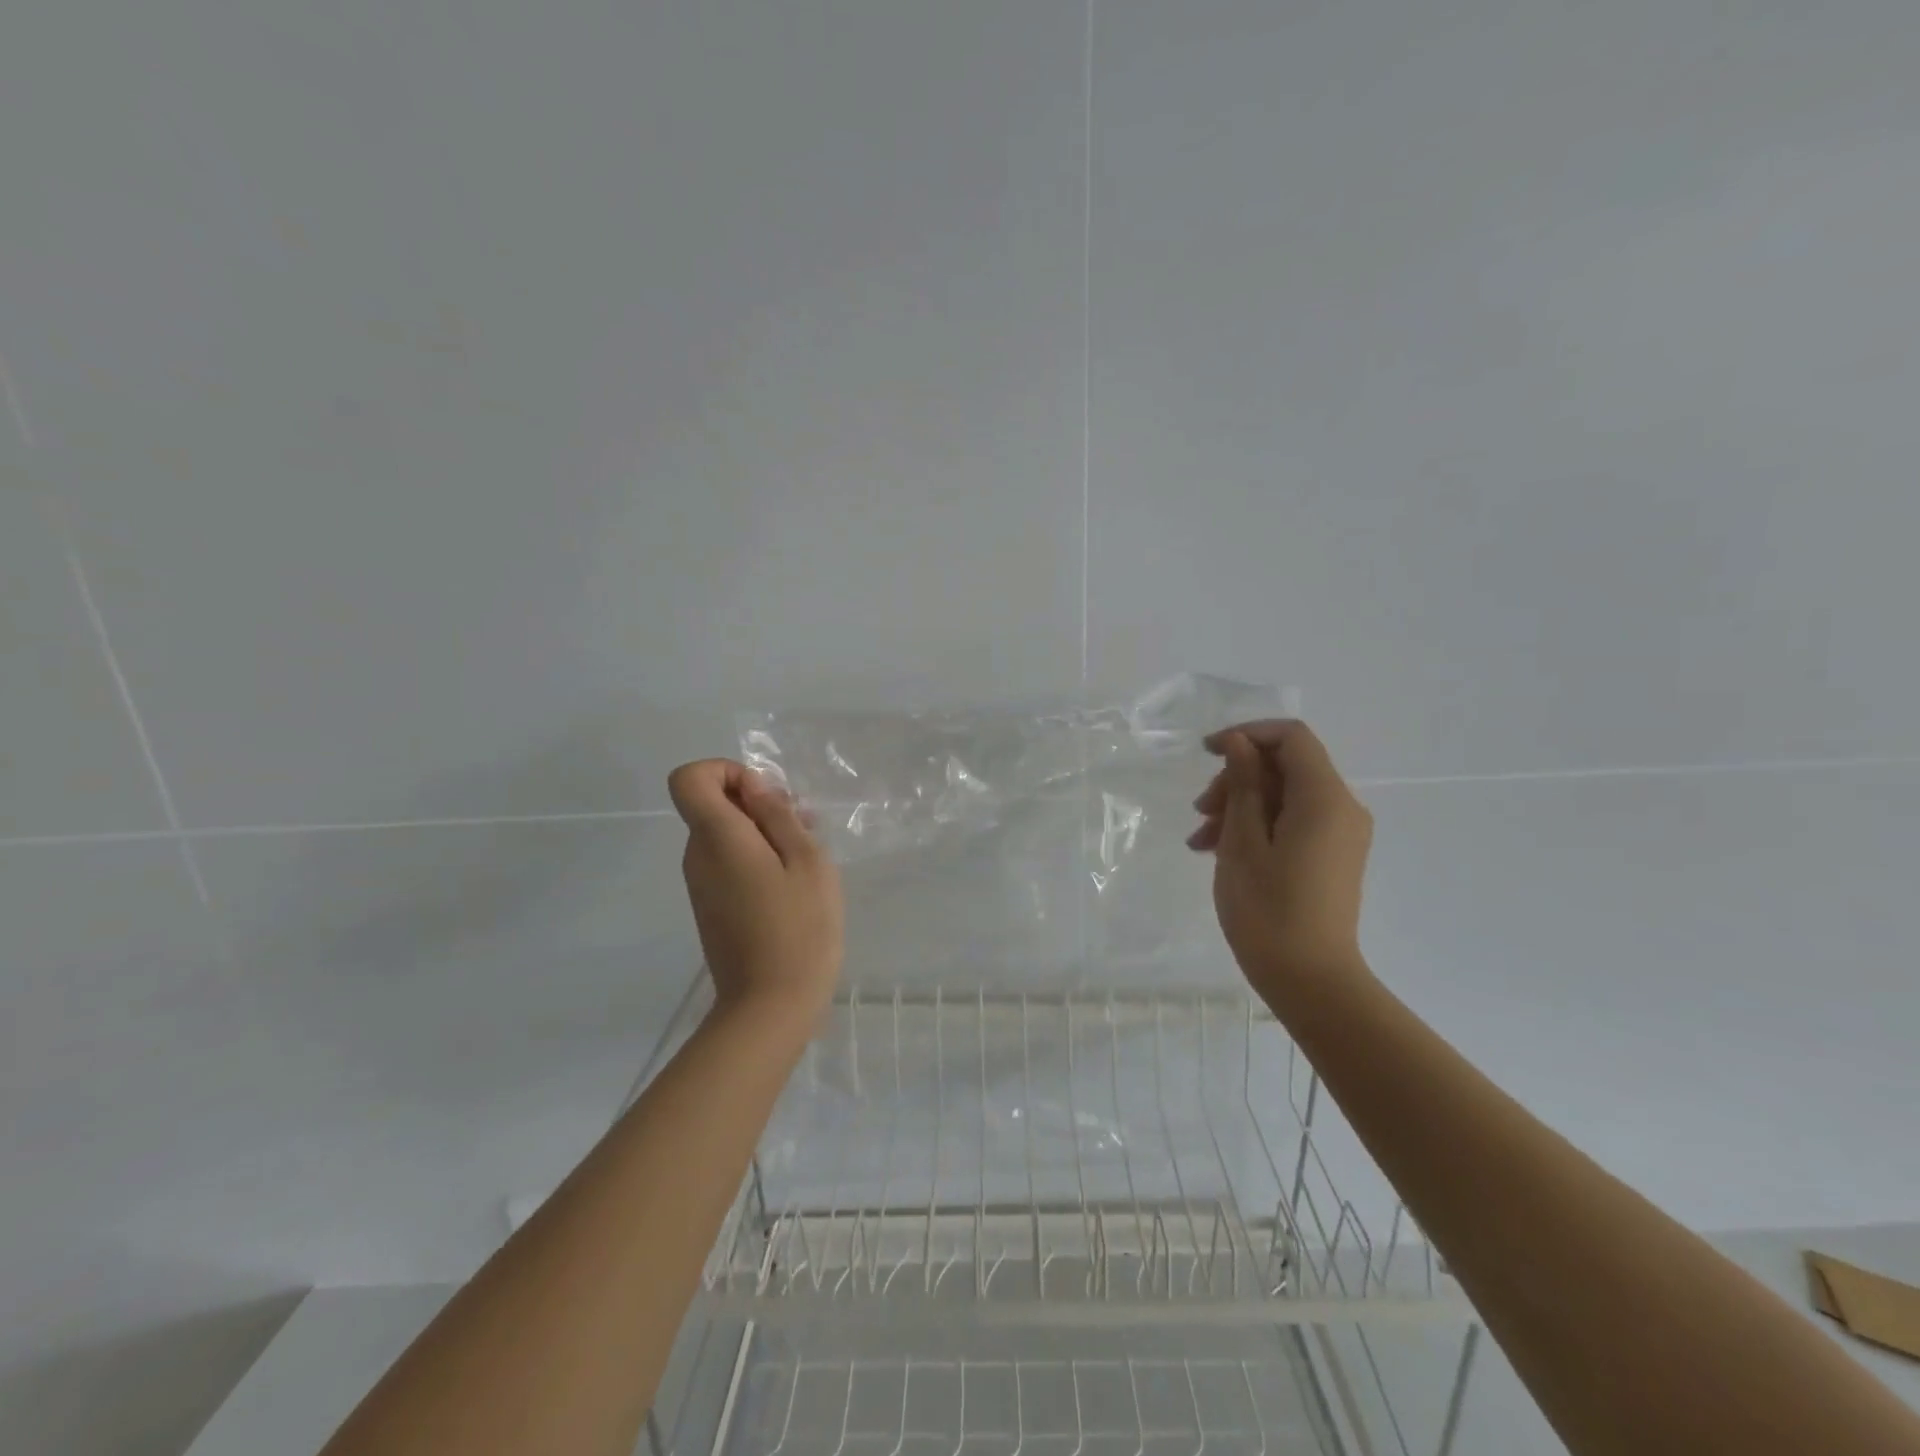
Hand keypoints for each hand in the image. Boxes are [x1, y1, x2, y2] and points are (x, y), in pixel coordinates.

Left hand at [667, 760, 843, 1019]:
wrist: (771, 1007)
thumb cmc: (799, 927)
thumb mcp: (806, 860)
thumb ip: (777, 815)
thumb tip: (753, 785)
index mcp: (716, 837)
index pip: (689, 778)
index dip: (726, 771)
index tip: (765, 796)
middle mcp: (697, 856)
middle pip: (712, 805)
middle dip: (757, 804)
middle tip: (804, 828)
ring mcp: (700, 885)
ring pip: (724, 834)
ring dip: (763, 833)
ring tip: (807, 859)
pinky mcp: (711, 907)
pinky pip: (727, 863)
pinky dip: (756, 859)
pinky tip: (792, 884)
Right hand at [1187, 720, 1373, 1002]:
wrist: (1310, 980)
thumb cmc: (1268, 909)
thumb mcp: (1243, 840)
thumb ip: (1244, 784)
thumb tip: (1239, 743)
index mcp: (1324, 798)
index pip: (1291, 738)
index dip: (1247, 735)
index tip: (1206, 753)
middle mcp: (1342, 807)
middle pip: (1286, 767)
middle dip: (1237, 778)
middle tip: (1199, 811)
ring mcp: (1341, 834)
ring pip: (1285, 796)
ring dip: (1240, 806)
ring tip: (1200, 841)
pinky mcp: (1333, 855)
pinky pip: (1293, 821)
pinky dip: (1258, 826)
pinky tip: (1221, 852)